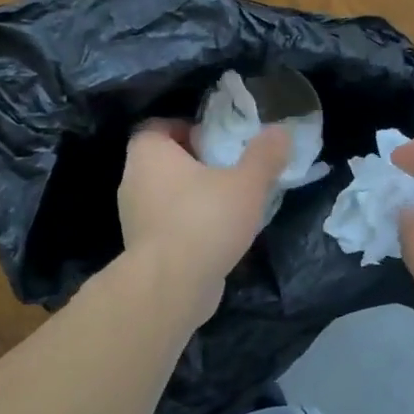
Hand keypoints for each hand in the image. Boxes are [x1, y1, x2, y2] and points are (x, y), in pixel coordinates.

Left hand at [118, 120, 291, 320]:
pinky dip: (186, 224)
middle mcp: (133, 179)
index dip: (185, 128)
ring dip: (191, 196)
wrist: (171, 287)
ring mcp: (133, 216)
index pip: (158, 126)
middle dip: (193, 162)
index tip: (214, 140)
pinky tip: (216, 236)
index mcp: (149, 153)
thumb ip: (264, 156)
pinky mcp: (142, 248)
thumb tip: (280, 131)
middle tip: (227, 169)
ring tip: (227, 204)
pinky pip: (166, 224)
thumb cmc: (204, 220)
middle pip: (162, 160)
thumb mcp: (246, 183)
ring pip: (164, 194)